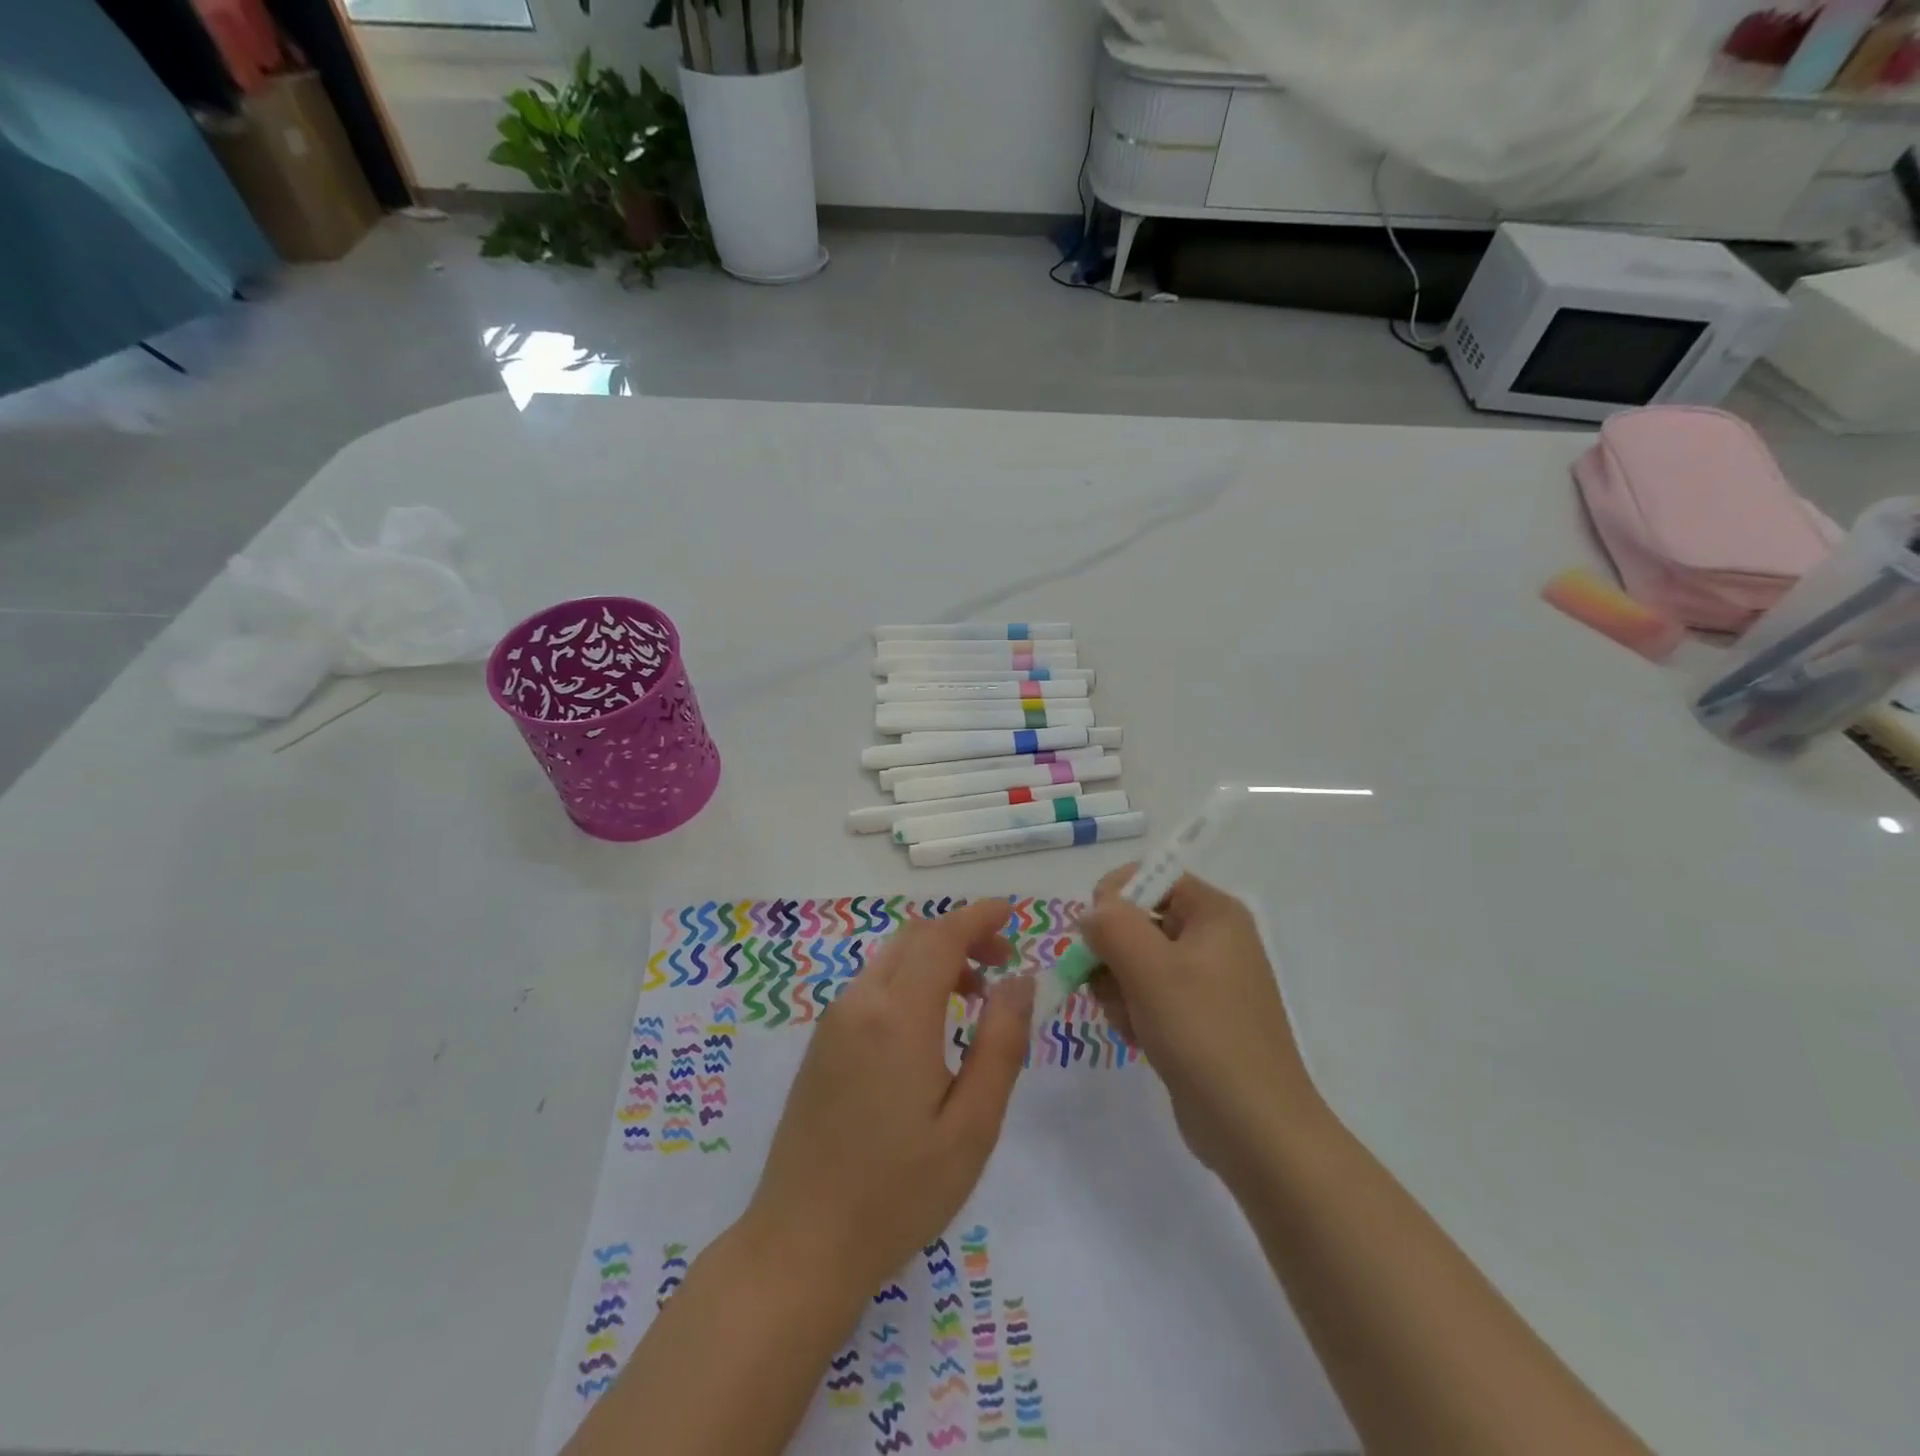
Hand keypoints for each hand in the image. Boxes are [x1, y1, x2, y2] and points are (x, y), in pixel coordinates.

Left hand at [740, 899, 1035, 1293]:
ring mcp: (833, 1022)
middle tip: (1002, 963)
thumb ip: (1000, 1043)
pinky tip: (930, 1026)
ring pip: (891, 961)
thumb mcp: (971, 1125)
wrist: (800, 1243)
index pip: (941, 936)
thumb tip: (1020, 980)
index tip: (1011, 913)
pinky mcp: (822, 1043)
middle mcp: (860, 1002)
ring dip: (935, 959)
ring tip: (974, 996)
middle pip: (914, 939)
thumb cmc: (898, 1191)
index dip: (978, 917)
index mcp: (898, 1015)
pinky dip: (909, 981)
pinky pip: (872, 987)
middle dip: (961, 934)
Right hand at [1082, 869, 1324, 1175]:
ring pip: (1134, 960)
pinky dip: (1133, 1011)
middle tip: (1114, 988)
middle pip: (1137, 920)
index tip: (1097, 936)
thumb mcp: (1151, 969)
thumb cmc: (1204, 1035)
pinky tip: (1138, 1038)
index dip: (1114, 898)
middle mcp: (1212, 937)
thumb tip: (1091, 913)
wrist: (1255, 1129)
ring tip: (1132, 1021)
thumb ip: (1112, 925)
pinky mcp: (1195, 1016)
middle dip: (1113, 953)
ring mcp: (1204, 979)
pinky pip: (1146, 994)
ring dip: (1118, 987)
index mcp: (1214, 912)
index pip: (1149, 876)